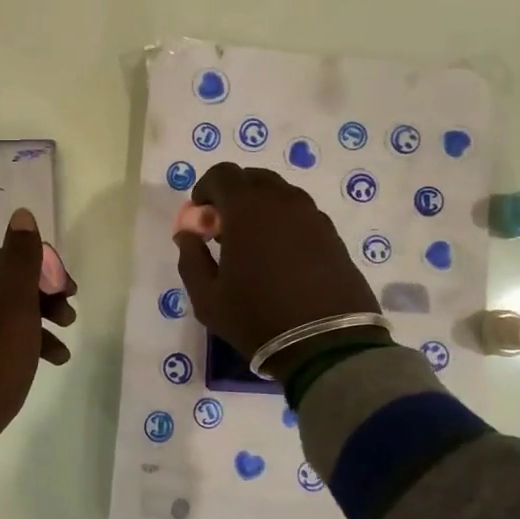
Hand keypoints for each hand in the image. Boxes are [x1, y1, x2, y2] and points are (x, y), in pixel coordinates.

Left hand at [0, 209, 77, 468]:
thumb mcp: (13, 312)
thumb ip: (20, 263)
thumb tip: (21, 215)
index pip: (9, 259)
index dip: (45, 269)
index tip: (71, 292)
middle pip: (6, 288)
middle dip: (44, 298)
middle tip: (71, 318)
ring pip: (1, 319)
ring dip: (36, 327)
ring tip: (63, 352)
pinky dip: (18, 349)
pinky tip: (36, 369)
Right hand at [172, 163, 382, 380]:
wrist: (326, 344)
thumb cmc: (257, 318)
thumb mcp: (207, 298)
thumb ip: (191, 258)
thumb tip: (187, 234)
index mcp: (247, 209)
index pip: (221, 174)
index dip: (205, 189)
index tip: (201, 218)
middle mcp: (282, 201)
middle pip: (252, 179)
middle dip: (233, 196)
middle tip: (225, 230)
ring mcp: (312, 216)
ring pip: (280, 195)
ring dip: (261, 208)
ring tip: (254, 246)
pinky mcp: (332, 234)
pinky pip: (301, 215)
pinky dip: (284, 223)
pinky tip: (281, 258)